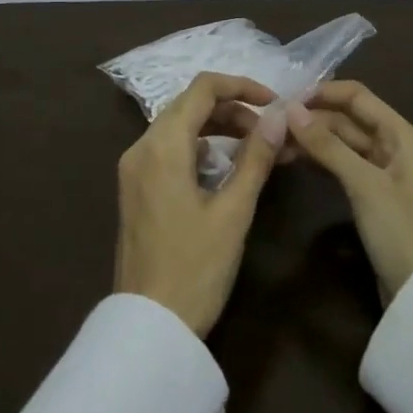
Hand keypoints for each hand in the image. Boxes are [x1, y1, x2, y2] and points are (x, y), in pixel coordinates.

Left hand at [115, 72, 280, 337]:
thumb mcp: (233, 212)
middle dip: (233, 109)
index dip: (241, 86)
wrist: (148, 325)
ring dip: (217, 129)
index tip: (275, 102)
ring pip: (179, 127)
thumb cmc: (195, 268)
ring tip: (257, 149)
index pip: (202, 88)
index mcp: (162, 145)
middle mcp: (141, 147)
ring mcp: (133, 168)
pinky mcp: (135, 188)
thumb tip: (278, 117)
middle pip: (189, 105)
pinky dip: (199, 149)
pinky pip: (168, 150)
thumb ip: (255, 158)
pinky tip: (225, 170)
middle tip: (271, 132)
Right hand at [287, 81, 412, 303]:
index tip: (286, 98)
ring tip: (276, 143)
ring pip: (343, 144)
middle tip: (272, 125)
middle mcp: (394, 147)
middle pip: (348, 120)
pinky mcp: (373, 196)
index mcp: (402, 135)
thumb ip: (328, 145)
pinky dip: (321, 161)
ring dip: (313, 140)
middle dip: (312, 119)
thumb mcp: (364, 184)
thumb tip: (290, 109)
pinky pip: (343, 166)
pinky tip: (295, 161)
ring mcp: (384, 173)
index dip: (323, 92)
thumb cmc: (401, 230)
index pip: (358, 97)